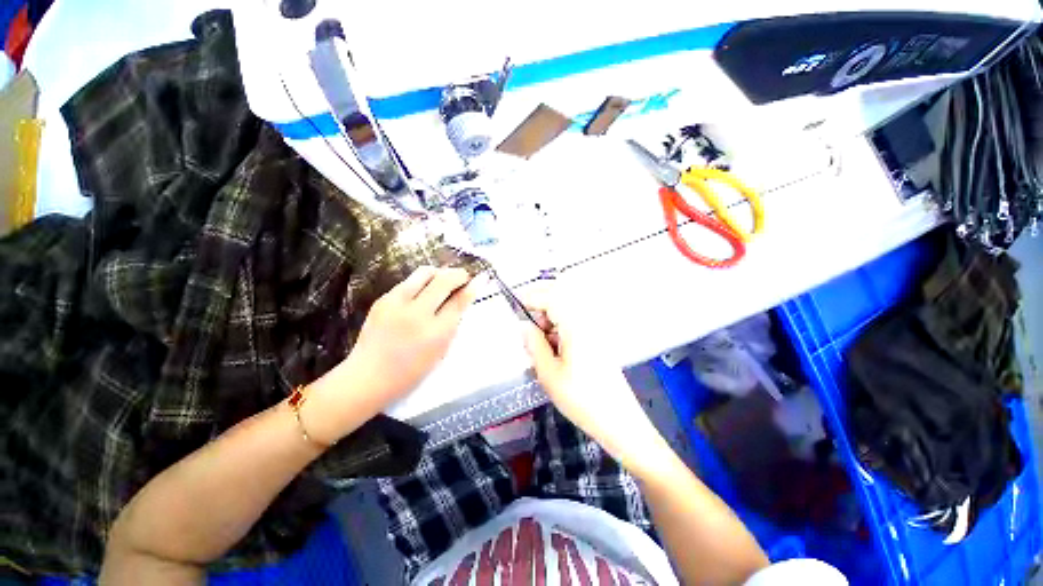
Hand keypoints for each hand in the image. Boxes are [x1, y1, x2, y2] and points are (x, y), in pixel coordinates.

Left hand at [348, 266, 478, 400]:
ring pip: (424, 273)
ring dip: (439, 273)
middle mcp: (417, 314)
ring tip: (443, 280)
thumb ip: (452, 324)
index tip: (479, 279)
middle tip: (463, 276)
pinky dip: (421, 282)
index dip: (471, 287)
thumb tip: (461, 299)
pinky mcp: (382, 299)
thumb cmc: (410, 371)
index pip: (458, 302)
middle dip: (458, 274)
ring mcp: (396, 304)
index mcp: (435, 333)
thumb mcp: (440, 351)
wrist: (368, 377)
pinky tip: (423, 292)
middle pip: (443, 281)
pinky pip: (408, 282)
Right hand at [521, 292, 669, 467]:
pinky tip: (553, 350)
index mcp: (576, 325)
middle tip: (526, 329)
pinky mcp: (597, 341)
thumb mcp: (549, 373)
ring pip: (566, 313)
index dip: (531, 297)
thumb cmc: (581, 399)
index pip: (551, 296)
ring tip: (538, 344)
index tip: (514, 306)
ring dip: (549, 321)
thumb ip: (534, 344)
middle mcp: (587, 321)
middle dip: (539, 308)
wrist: (618, 421)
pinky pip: (573, 325)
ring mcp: (594, 331)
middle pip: (560, 300)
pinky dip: (559, 330)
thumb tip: (523, 325)